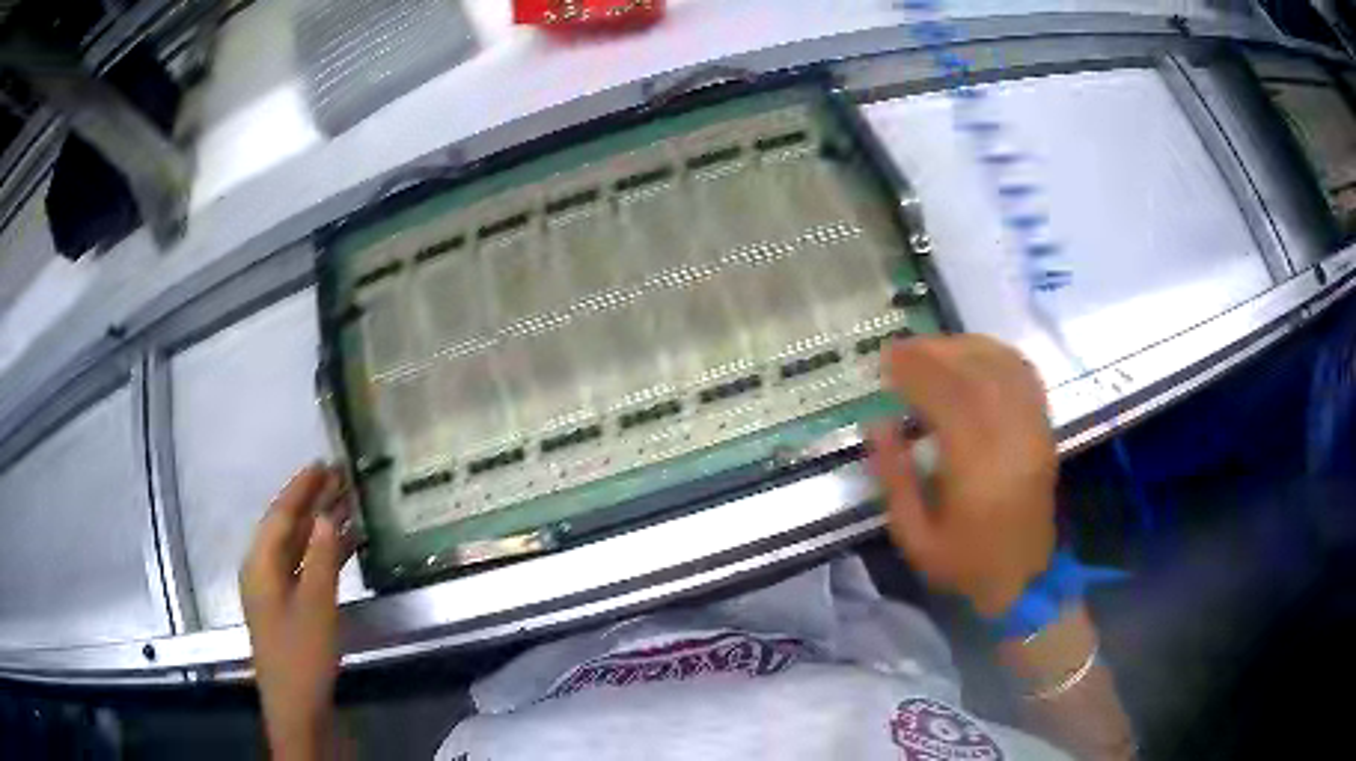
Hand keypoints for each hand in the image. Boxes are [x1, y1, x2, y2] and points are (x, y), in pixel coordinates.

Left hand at [239, 464, 355, 759]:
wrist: (296, 706)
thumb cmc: (301, 654)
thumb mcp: (315, 605)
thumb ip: (321, 558)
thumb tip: (327, 515)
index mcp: (260, 563)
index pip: (281, 514)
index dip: (302, 488)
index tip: (324, 463)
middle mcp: (262, 569)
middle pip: (286, 526)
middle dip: (311, 501)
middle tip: (340, 477)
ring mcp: (273, 589)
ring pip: (296, 546)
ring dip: (320, 526)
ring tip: (348, 505)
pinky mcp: (286, 606)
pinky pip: (303, 566)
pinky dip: (322, 553)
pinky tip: (345, 548)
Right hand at [867, 335, 1056, 618]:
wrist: (1025, 578)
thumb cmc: (965, 564)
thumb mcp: (915, 538)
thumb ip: (895, 480)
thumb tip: (877, 423)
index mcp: (978, 472)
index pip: (949, 400)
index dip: (916, 371)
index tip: (886, 360)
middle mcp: (1012, 441)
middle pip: (976, 375)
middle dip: (934, 353)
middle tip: (901, 349)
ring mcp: (1033, 431)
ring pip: (1002, 367)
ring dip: (963, 348)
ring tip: (931, 349)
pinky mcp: (1044, 428)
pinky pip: (1024, 375)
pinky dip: (996, 355)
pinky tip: (972, 355)